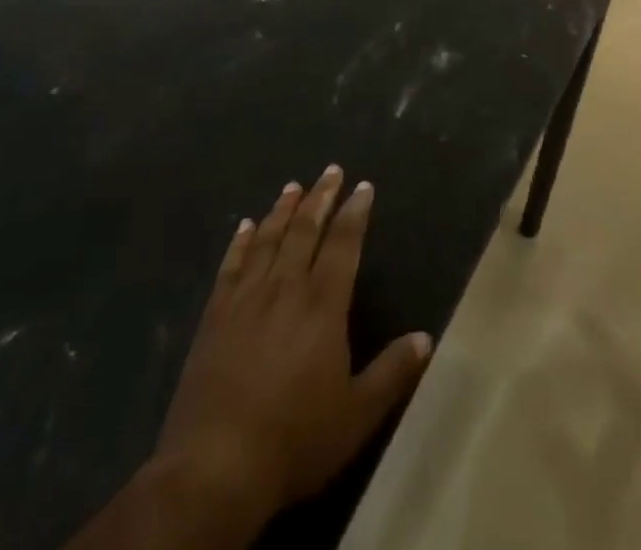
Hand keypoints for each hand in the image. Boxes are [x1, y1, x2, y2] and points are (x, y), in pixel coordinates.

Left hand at [151, 166, 433, 529]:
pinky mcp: (214, 318)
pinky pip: (230, 267)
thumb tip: (426, 338)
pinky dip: (239, 243)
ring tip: (293, 186)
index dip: (355, 212)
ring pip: (268, 240)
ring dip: (282, 210)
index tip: (363, 186)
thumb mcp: (356, 414)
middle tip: (331, 170)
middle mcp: (285, 288)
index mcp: (323, 304)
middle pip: (306, 230)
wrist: (214, 469)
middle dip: (321, 197)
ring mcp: (246, 300)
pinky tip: (244, 226)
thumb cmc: (294, 439)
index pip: (343, 244)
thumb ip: (392, 372)